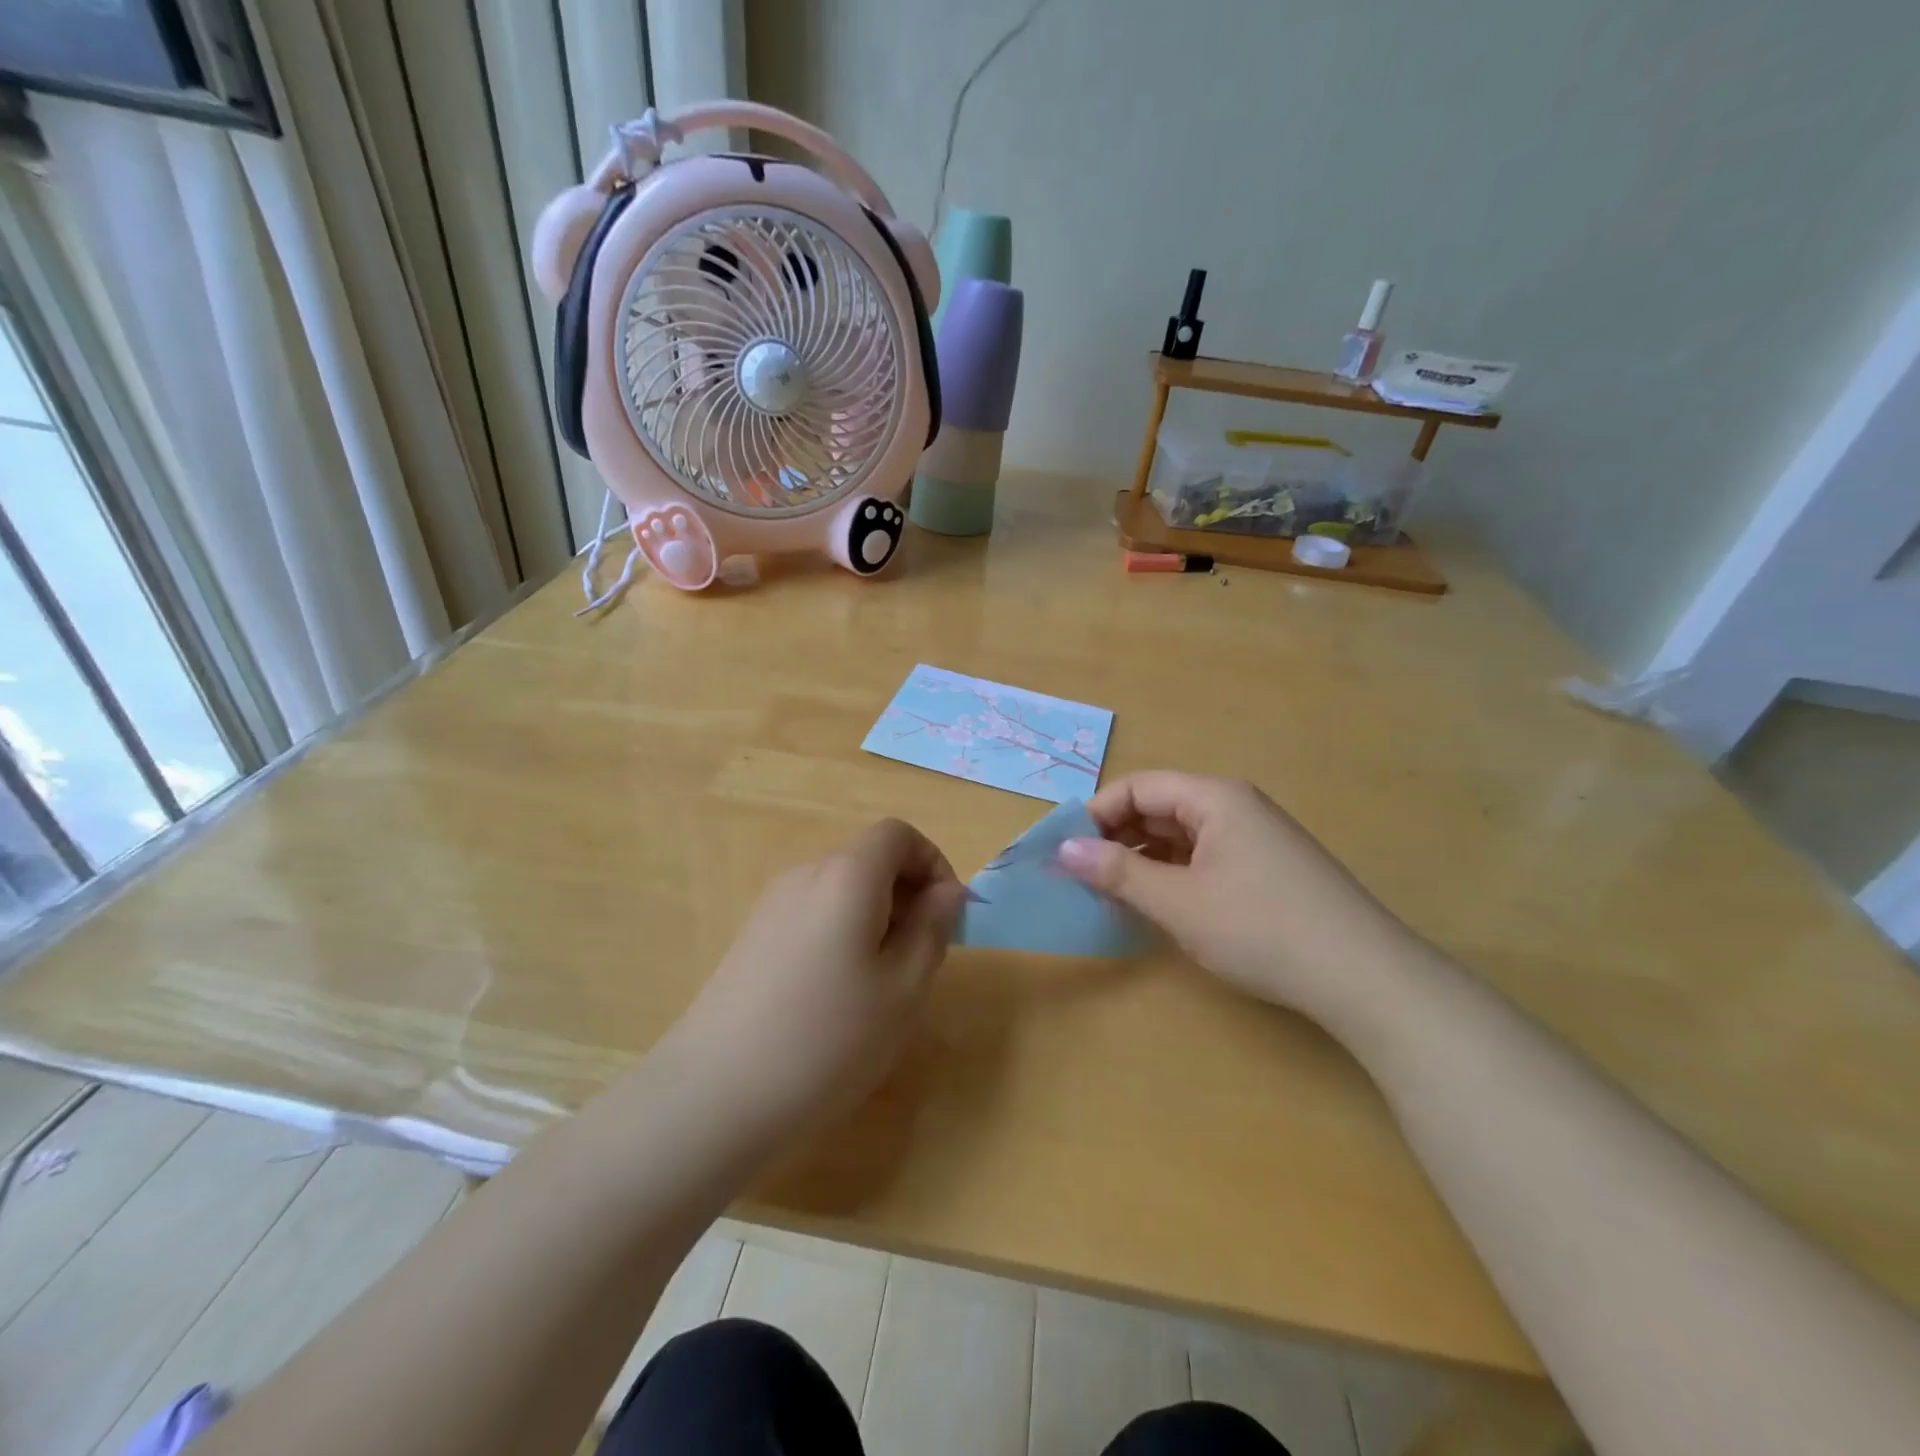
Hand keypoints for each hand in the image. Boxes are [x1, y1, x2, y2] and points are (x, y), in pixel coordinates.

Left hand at [672, 818, 966, 1137]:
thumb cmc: (828, 1038)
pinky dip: (841, 935)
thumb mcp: (903, 988)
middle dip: (907, 895)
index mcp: (847, 875)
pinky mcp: (751, 939)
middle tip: (921, 958)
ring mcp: (771, 907)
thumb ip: (932, 928)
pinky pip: (812, 916)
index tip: (947, 916)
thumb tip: (947, 891)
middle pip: (868, 860)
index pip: (897, 834)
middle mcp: (805, 875)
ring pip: (841, 891)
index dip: (933, 862)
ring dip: (876, 919)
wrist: (715, 1096)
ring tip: (881, 985)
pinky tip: (836, 997)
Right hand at [1057, 771, 1420, 1017]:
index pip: (1138, 787)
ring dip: (1142, 859)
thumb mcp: (1179, 902)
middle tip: (1082, 876)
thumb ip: (1118, 873)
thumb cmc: (1262, 929)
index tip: (1065, 851)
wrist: (1364, 977)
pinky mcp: (1265, 868)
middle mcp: (1234, 806)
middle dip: (1116, 837)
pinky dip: (1172, 874)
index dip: (1096, 814)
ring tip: (1111, 894)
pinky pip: (1203, 857)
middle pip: (1159, 807)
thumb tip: (1064, 850)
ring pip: (1180, 835)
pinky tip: (1157, 904)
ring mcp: (1253, 837)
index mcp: (1215, 797)